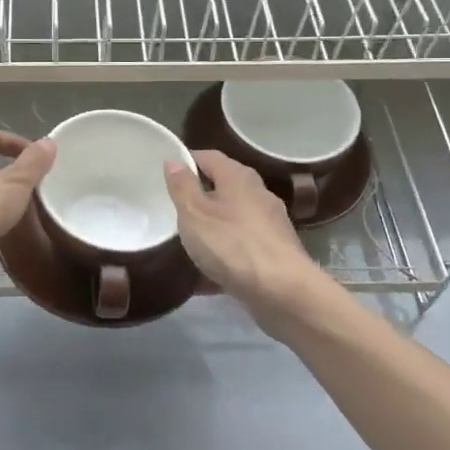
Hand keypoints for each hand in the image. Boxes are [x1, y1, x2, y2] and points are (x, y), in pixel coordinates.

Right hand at [164, 150, 325, 338]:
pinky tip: (205, 277)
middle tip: (173, 209)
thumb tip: (174, 160)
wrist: (283, 292)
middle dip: (199, 197)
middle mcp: (258, 194)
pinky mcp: (275, 253)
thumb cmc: (232, 244)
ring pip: (232, 219)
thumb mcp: (194, 213)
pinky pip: (241, 247)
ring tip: (186, 243)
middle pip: (224, 187)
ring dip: (212, 228)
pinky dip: (224, 255)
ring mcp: (270, 224)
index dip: (187, 161)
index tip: (166, 174)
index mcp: (238, 177)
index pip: (209, 157)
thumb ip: (182, 186)